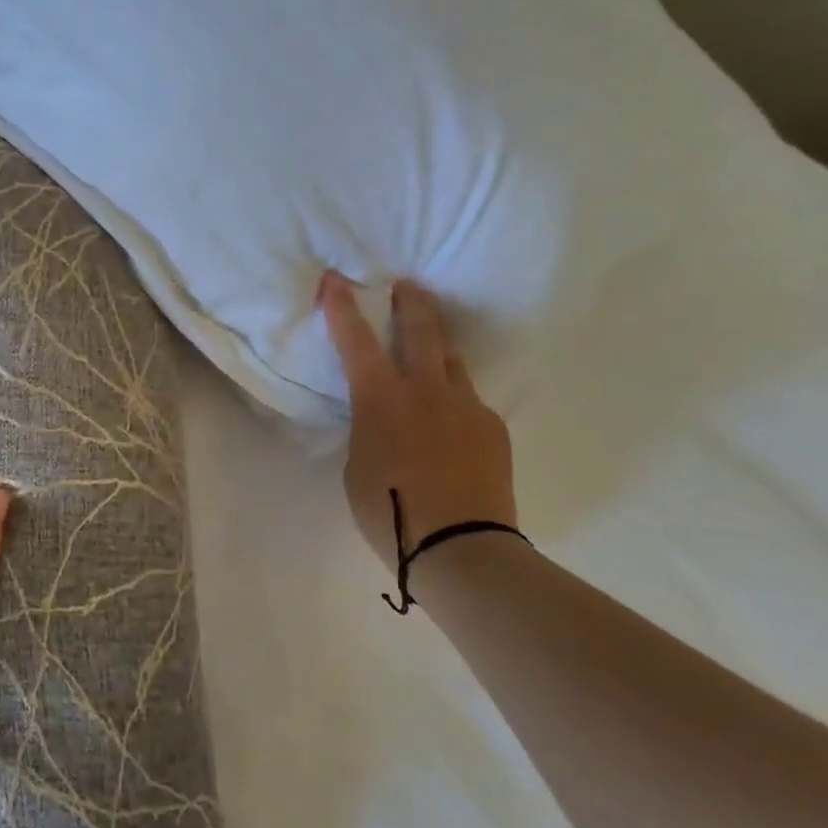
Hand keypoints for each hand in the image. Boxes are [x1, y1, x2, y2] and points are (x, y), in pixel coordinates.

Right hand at [318, 272, 515, 570]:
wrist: (462, 548)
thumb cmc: (390, 512)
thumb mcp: (357, 466)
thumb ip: (368, 430)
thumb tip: (384, 418)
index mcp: (381, 399)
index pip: (356, 340)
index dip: (342, 307)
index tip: (335, 279)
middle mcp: (426, 390)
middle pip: (421, 330)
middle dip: (411, 302)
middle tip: (407, 286)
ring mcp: (466, 406)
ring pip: (451, 360)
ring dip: (437, 345)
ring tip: (430, 343)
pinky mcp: (492, 428)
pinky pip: (469, 401)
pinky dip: (454, 400)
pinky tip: (450, 423)